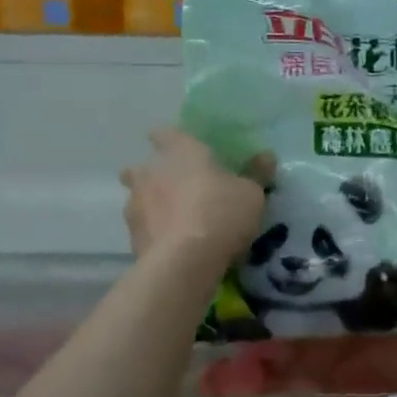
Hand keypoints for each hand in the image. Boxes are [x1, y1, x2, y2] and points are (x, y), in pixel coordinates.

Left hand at [120, 129, 269, 261]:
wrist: (184, 263)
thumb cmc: (221, 214)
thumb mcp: (251, 194)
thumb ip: (256, 174)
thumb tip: (266, 156)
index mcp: (180, 152)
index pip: (166, 134)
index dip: (169, 139)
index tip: (176, 146)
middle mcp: (151, 172)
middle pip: (142, 168)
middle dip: (152, 175)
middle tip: (173, 186)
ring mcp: (135, 204)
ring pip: (137, 198)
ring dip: (150, 205)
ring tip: (172, 220)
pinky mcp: (131, 236)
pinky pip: (141, 227)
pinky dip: (152, 232)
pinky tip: (169, 244)